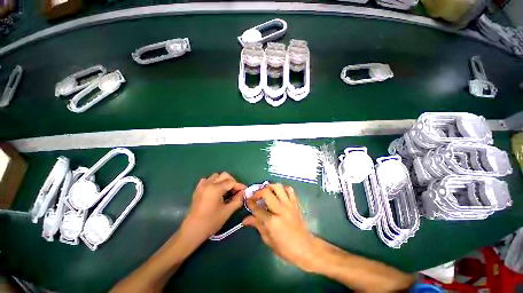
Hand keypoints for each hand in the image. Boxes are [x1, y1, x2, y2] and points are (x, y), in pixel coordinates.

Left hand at [183, 172, 245, 240]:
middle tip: (237, 191)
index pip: (231, 182)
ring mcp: (202, 185)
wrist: (192, 230)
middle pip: (224, 175)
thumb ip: (238, 200)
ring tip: (227, 190)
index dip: (240, 186)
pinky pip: (208, 180)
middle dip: (232, 181)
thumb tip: (244, 193)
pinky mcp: (198, 189)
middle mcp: (208, 183)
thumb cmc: (211, 222)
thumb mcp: (227, 211)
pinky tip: (216, 190)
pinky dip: (214, 182)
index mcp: (215, 188)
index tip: (245, 191)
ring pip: (216, 176)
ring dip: (223, 180)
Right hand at [243, 184, 318, 271]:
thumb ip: (257, 225)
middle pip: (267, 192)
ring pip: (278, 187)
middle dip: (258, 192)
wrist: (306, 248)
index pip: (257, 208)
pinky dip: (283, 188)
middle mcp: (280, 210)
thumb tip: (245, 219)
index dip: (250, 203)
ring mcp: (289, 205)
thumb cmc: (285, 248)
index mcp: (272, 222)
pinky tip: (279, 193)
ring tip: (266, 191)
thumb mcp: (268, 239)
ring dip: (270, 187)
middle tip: (255, 195)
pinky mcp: (295, 203)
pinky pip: (289, 190)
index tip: (247, 200)